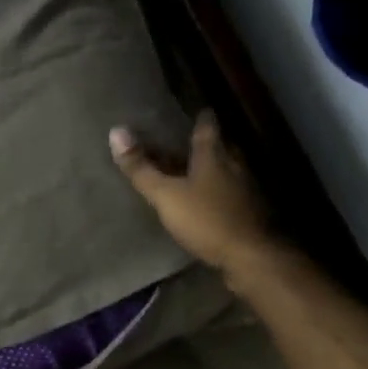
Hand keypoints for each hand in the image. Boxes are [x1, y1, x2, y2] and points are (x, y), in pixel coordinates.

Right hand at [110, 111, 277, 280]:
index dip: (201, 118)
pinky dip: (219, 192)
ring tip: (194, 172)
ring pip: (227, 170)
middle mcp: (235, 165)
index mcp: (214, 155)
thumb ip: (141, 168)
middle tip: (187, 143)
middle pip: (219, 147)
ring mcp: (247, 189)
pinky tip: (209, 202)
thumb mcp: (166, 195)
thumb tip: (116, 132)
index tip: (196, 111)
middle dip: (205, 144)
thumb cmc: (206, 219)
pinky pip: (232, 193)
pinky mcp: (251, 212)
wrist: (252, 257)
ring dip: (212, 169)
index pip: (208, 127)